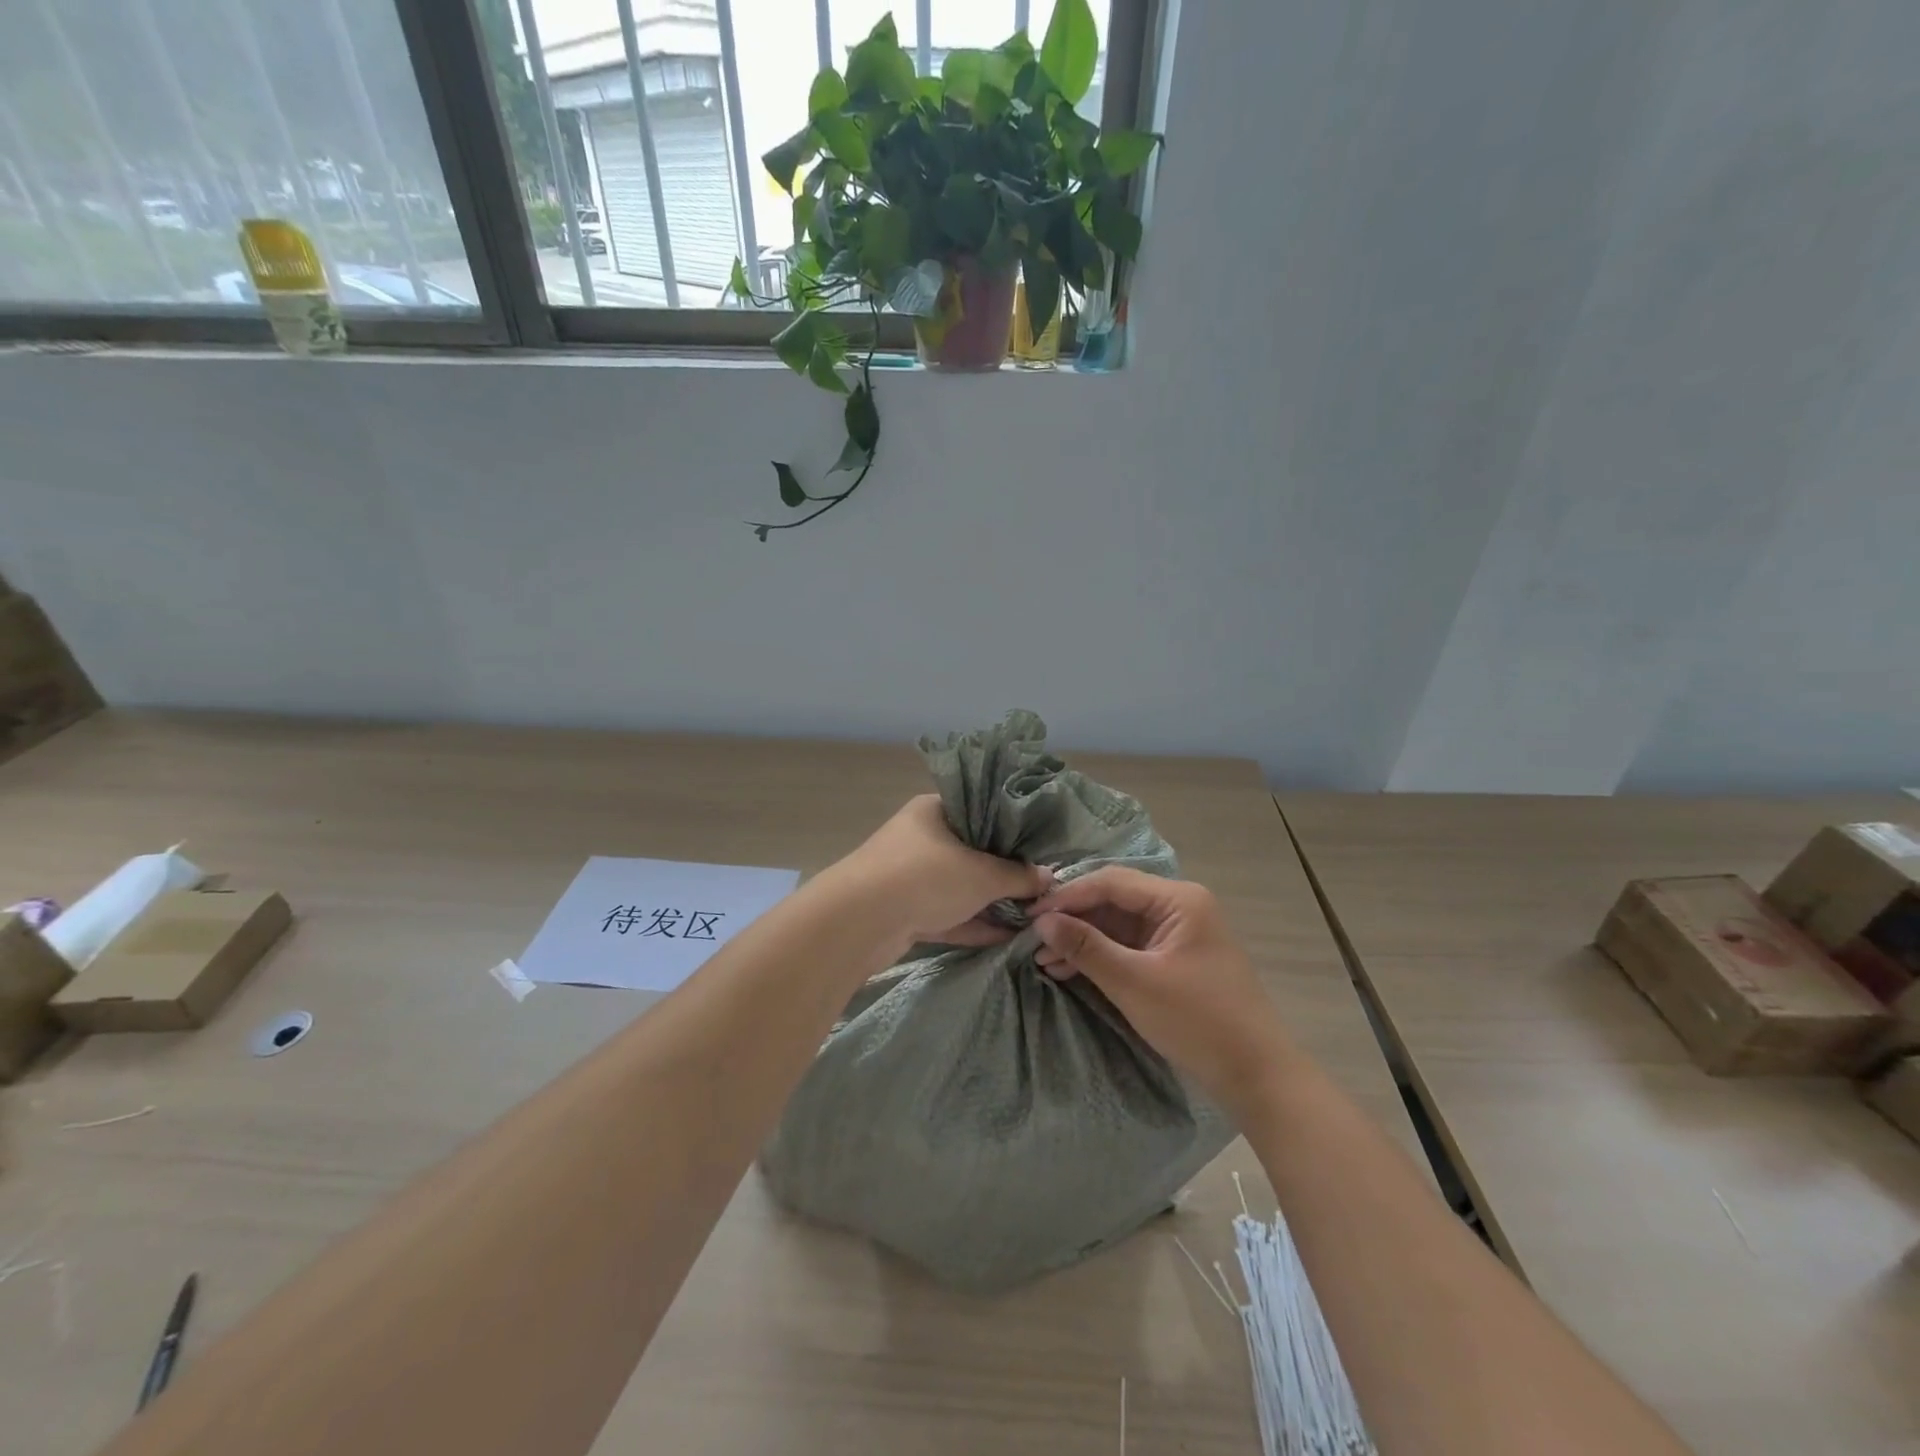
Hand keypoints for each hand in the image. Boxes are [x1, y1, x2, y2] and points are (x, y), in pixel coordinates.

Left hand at [836, 795, 1052, 949]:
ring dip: (991, 902)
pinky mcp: (905, 912)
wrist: (860, 922)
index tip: (1041, 848)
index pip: (980, 810)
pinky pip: (947, 914)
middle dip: (1005, 871)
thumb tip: (1048, 877)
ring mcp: (911, 876)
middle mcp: (921, 838)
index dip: (1012, 829)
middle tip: (1041, 886)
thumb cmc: (925, 877)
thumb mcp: (982, 875)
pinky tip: (1007, 937)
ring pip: (960, 886)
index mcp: (934, 810)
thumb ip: (1018, 876)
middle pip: (972, 851)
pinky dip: (973, 924)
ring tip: (1032, 915)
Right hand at [1031, 868, 1293, 1113]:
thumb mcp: (1135, 983)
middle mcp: (1179, 906)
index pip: (1111, 882)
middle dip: (1073, 920)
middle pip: (1114, 900)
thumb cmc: (1198, 1022)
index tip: (1030, 916)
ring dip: (1083, 940)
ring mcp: (1178, 933)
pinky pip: (1130, 946)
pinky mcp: (1175, 959)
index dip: (1067, 896)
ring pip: (1118, 924)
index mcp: (1178, 899)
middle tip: (1032, 940)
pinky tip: (1069, 970)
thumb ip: (1086, 947)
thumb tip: (1042, 921)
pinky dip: (1101, 957)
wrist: (1257, 1077)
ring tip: (1044, 960)